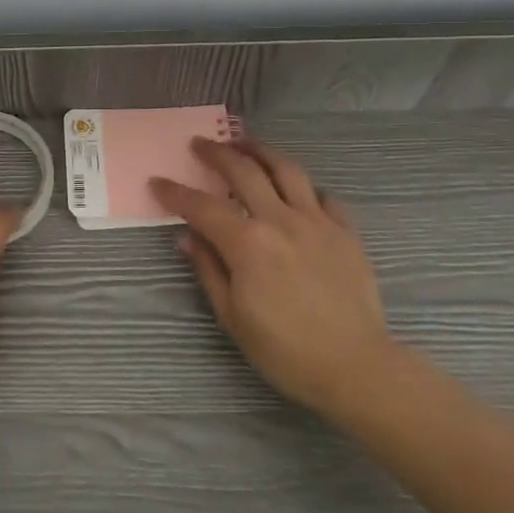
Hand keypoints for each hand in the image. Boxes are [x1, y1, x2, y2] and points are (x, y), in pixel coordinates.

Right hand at [151, 138, 397, 418]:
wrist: (356, 368)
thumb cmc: (285, 350)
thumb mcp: (233, 316)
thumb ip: (208, 269)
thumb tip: (187, 237)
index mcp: (247, 244)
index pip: (201, 207)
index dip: (175, 193)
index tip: (157, 182)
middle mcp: (280, 221)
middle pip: (243, 172)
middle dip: (216, 154)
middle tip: (199, 144)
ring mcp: (317, 222)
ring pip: (287, 169)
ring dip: (261, 151)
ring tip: (245, 144)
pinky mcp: (346, 232)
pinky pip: (323, 196)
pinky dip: (304, 187)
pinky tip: (296, 191)